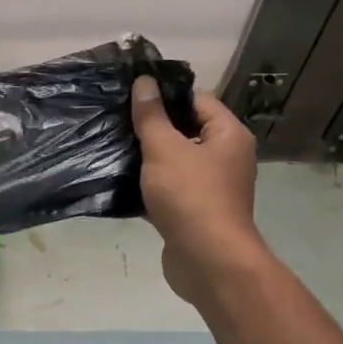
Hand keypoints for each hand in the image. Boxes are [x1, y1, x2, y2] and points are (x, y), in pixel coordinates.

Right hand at [130, 76, 267, 305]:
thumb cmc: (191, 196)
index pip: (197, 100)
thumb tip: (144, 81)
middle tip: (117, 119)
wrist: (208, 261)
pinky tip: (120, 182)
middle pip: (186, 131)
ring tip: (114, 146)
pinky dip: (149, 186)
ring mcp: (212, 187)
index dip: (166, 95)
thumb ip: (151, 116)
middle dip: (153, 127)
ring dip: (149, 158)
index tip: (132, 95)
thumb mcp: (165, 149)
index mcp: (228, 135)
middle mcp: (226, 158)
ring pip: (175, 162)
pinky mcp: (195, 212)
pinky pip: (170, 189)